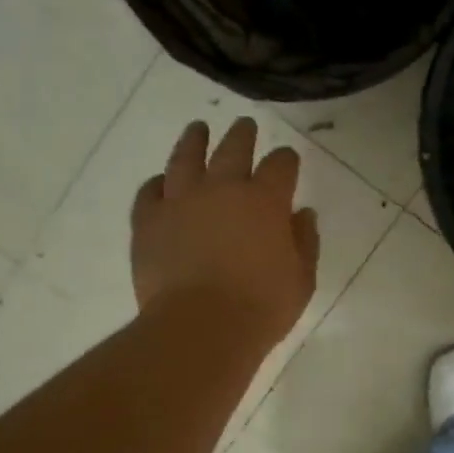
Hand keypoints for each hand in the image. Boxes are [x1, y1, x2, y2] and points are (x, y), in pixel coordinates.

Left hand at [132, 118, 319, 346]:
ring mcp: (180, 201)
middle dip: (243, 135)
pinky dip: (157, 183)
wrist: (200, 327)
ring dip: (194, 140)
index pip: (280, 165)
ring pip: (186, 158)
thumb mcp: (301, 279)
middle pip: (233, 148)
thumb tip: (302, 215)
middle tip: (245, 125)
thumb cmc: (261, 307)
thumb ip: (305, 242)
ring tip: (197, 129)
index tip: (287, 160)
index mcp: (265, 200)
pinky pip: (150, 191)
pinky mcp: (148, 221)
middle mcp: (222, 188)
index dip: (286, 160)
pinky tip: (161, 181)